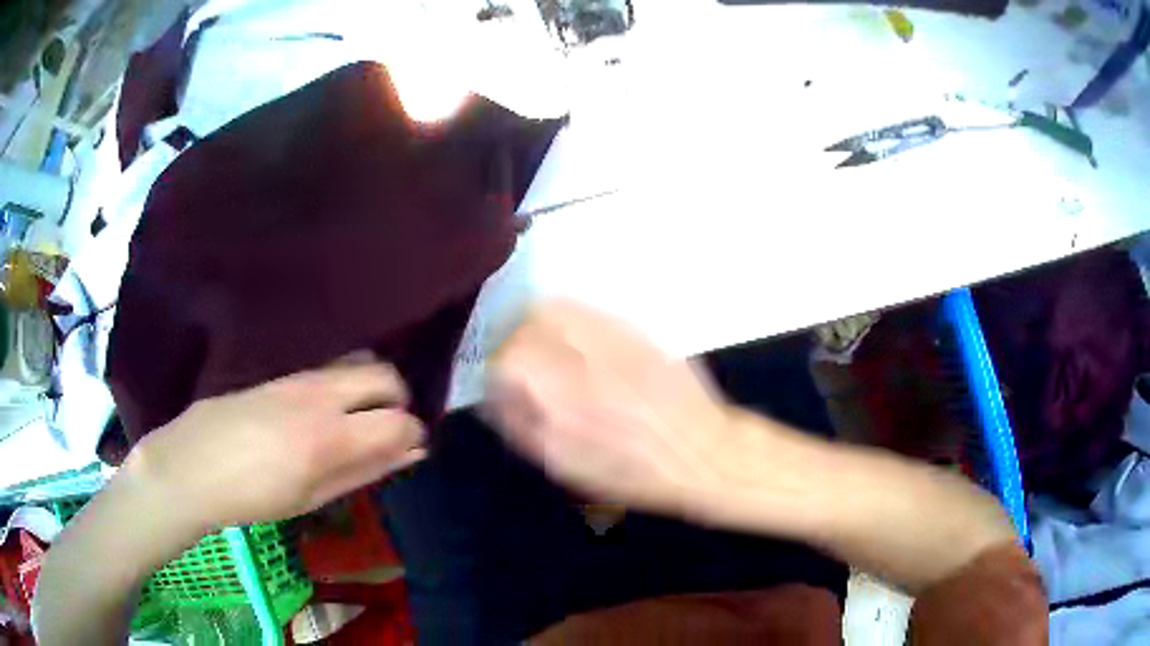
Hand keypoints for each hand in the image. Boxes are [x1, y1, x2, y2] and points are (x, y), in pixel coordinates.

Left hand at [128, 361, 425, 530]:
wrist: (193, 464)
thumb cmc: (253, 497)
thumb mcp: (312, 497)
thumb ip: (365, 471)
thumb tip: (411, 453)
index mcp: (329, 438)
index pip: (400, 421)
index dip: (413, 435)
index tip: (409, 450)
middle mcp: (320, 397)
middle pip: (385, 375)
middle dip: (398, 400)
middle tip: (386, 431)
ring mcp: (300, 379)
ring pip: (359, 364)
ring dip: (371, 388)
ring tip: (357, 422)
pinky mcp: (283, 374)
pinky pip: (330, 370)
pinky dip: (345, 386)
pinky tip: (324, 416)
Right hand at [485, 300, 740, 515]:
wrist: (702, 452)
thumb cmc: (634, 473)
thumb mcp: (569, 467)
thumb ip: (524, 427)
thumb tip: (495, 396)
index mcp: (564, 405)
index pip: (509, 360)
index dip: (496, 366)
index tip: (500, 378)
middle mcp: (585, 365)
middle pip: (526, 328)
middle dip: (511, 341)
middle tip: (517, 359)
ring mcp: (611, 342)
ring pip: (555, 309)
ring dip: (535, 321)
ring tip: (539, 339)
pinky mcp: (635, 330)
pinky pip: (587, 308)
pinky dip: (566, 314)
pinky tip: (571, 333)